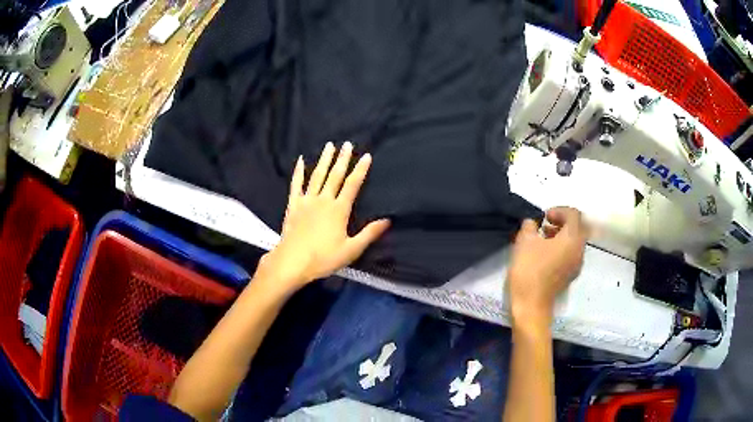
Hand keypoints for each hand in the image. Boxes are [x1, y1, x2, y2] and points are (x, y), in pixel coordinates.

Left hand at [258, 142, 389, 292]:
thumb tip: (387, 220)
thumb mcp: (351, 250)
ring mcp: (307, 201)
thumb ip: (369, 234)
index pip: (353, 185)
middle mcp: (324, 200)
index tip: (366, 156)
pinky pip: (296, 184)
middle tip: (347, 144)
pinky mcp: (293, 205)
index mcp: (339, 210)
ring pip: (317, 176)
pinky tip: (300, 161)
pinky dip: (298, 172)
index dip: (361, 170)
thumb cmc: (323, 258)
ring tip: (329, 146)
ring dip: (324, 160)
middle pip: (335, 175)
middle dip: (343, 159)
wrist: (292, 261)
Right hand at [507, 207, 587, 326]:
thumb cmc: (529, 269)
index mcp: (573, 237)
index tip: (544, 217)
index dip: (559, 210)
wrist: (531, 304)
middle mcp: (579, 249)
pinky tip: (545, 255)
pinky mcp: (570, 275)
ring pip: (575, 242)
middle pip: (578, 227)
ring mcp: (577, 264)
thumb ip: (530, 226)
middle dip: (563, 222)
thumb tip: (533, 223)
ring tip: (543, 239)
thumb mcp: (525, 241)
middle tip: (546, 225)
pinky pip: (571, 254)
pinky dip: (562, 248)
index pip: (574, 214)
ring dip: (562, 236)